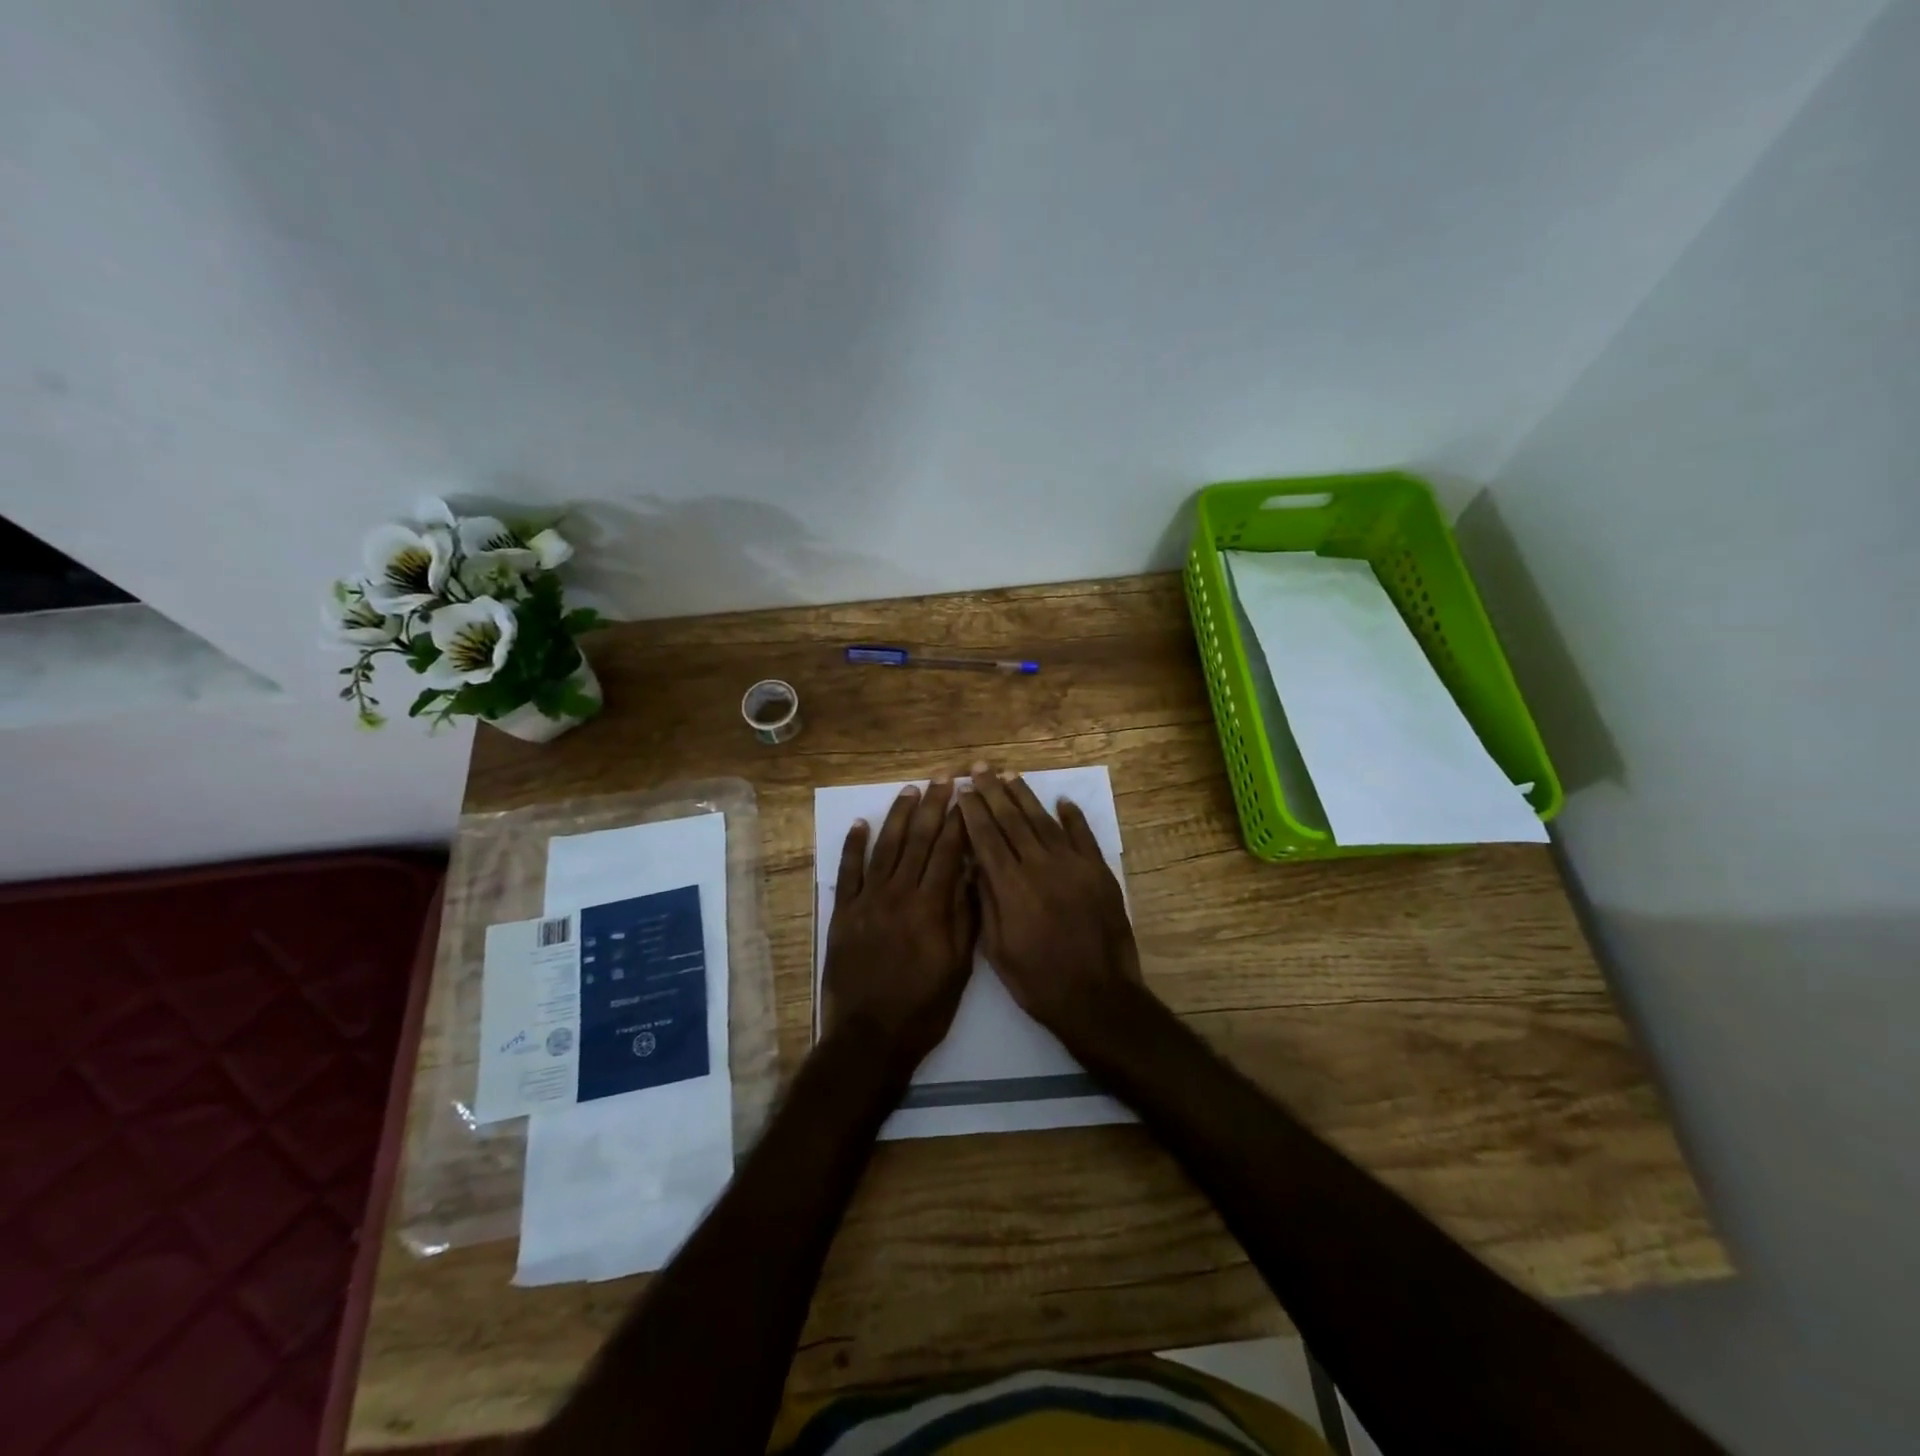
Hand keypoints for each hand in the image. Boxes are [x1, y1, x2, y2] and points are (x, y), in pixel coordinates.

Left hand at [821, 771, 976, 1072]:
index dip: (959, 820)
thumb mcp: (960, 967)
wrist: (870, 1036)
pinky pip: (848, 871)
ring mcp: (868, 900)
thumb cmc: (924, 1007)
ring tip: (910, 790)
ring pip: (886, 847)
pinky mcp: (843, 912)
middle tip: (943, 777)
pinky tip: (860, 823)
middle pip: (919, 839)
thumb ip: (965, 916)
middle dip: (933, 805)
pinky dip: (853, 845)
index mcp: (932, 906)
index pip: (948, 851)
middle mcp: (899, 893)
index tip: (967, 794)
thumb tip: (972, 873)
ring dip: (898, 815)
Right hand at [955, 762, 1145, 1045]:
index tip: (962, 790)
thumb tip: (974, 865)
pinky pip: (1084, 836)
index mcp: (1011, 887)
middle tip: (980, 768)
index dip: (973, 811)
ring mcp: (1073, 866)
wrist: (1097, 997)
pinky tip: (1062, 801)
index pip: (986, 838)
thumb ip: (986, 902)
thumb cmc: (1038, 981)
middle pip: (1012, 820)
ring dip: (1026, 796)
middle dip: (994, 792)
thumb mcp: (997, 950)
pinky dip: (1073, 816)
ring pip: (1044, 821)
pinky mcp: (1099, 872)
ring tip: (1010, 775)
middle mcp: (1040, 866)